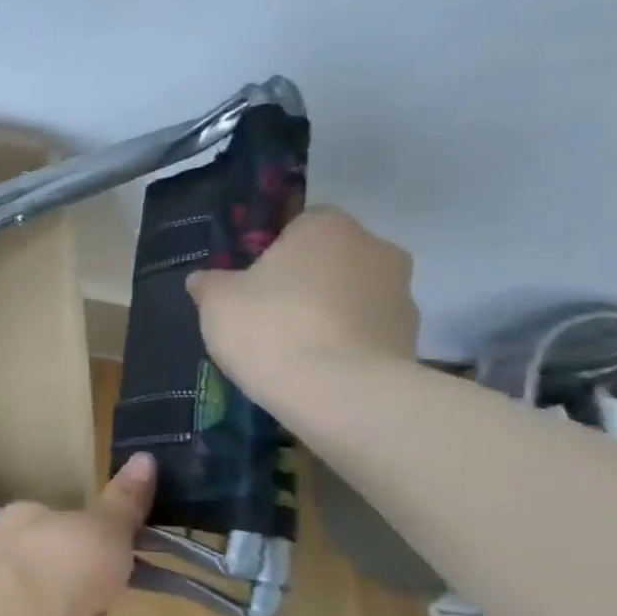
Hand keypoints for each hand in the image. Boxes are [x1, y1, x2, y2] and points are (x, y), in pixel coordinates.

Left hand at [0, 453, 156, 615]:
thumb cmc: (67, 559)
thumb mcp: (106, 524)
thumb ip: (124, 500)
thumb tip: (145, 457)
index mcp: (18, 516)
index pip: (49, 512)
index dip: (81, 523)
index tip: (112, 533)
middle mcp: (8, 550)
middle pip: (52, 550)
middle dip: (82, 561)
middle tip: (119, 567)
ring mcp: (13, 592)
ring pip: (55, 586)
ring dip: (80, 593)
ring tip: (113, 596)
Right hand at [186, 205, 419, 410]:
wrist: (339, 392)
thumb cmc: (271, 327)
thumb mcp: (216, 301)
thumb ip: (210, 283)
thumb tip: (204, 279)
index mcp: (327, 228)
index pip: (301, 223)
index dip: (274, 250)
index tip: (252, 280)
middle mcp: (375, 249)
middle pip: (331, 259)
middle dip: (305, 281)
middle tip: (267, 313)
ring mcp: (402, 295)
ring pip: (352, 296)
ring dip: (328, 313)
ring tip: (291, 349)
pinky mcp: (411, 339)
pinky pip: (366, 332)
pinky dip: (345, 344)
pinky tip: (316, 369)